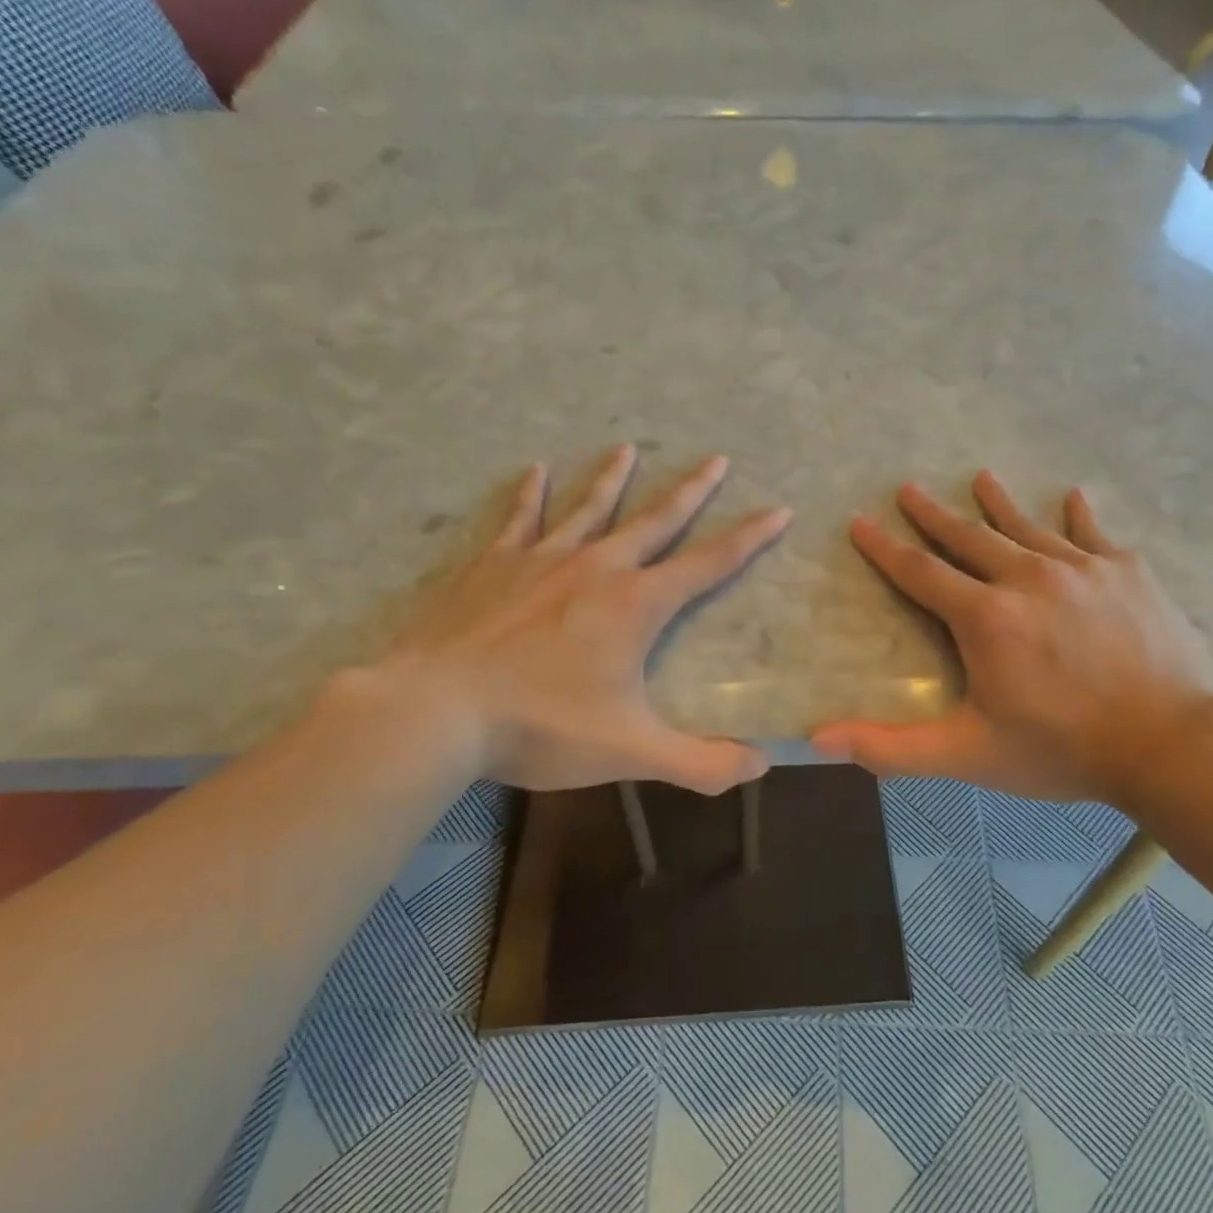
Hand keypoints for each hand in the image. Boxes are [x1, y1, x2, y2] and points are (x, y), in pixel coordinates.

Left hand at [361, 444, 790, 793]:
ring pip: (588, 508)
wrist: (434, 711)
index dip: (749, 538)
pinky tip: (535, 469)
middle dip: (691, 491)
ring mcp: (540, 560)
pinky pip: (519, 519)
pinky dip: (529, 493)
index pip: (708, 564)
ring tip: (627, 447)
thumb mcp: (630, 751)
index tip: (778, 509)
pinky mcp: (492, 565)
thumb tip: (761, 765)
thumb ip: (701, 763)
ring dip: (612, 477)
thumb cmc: (539, 727)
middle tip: (716, 458)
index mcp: (635, 604)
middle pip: (655, 520)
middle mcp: (596, 568)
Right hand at [812, 472, 1212, 807]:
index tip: (861, 521)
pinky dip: (1080, 516)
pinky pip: (1094, 535)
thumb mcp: (968, 754)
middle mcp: (1027, 578)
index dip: (885, 548)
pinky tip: (1073, 497)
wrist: (1170, 744)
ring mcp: (1081, 569)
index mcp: (985, 617)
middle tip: (909, 487)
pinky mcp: (1127, 572)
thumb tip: (818, 741)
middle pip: (969, 538)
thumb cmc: (1061, 749)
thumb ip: (891, 747)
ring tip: (981, 479)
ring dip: (999, 504)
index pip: (920, 573)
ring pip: (1027, 527)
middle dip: (934, 514)